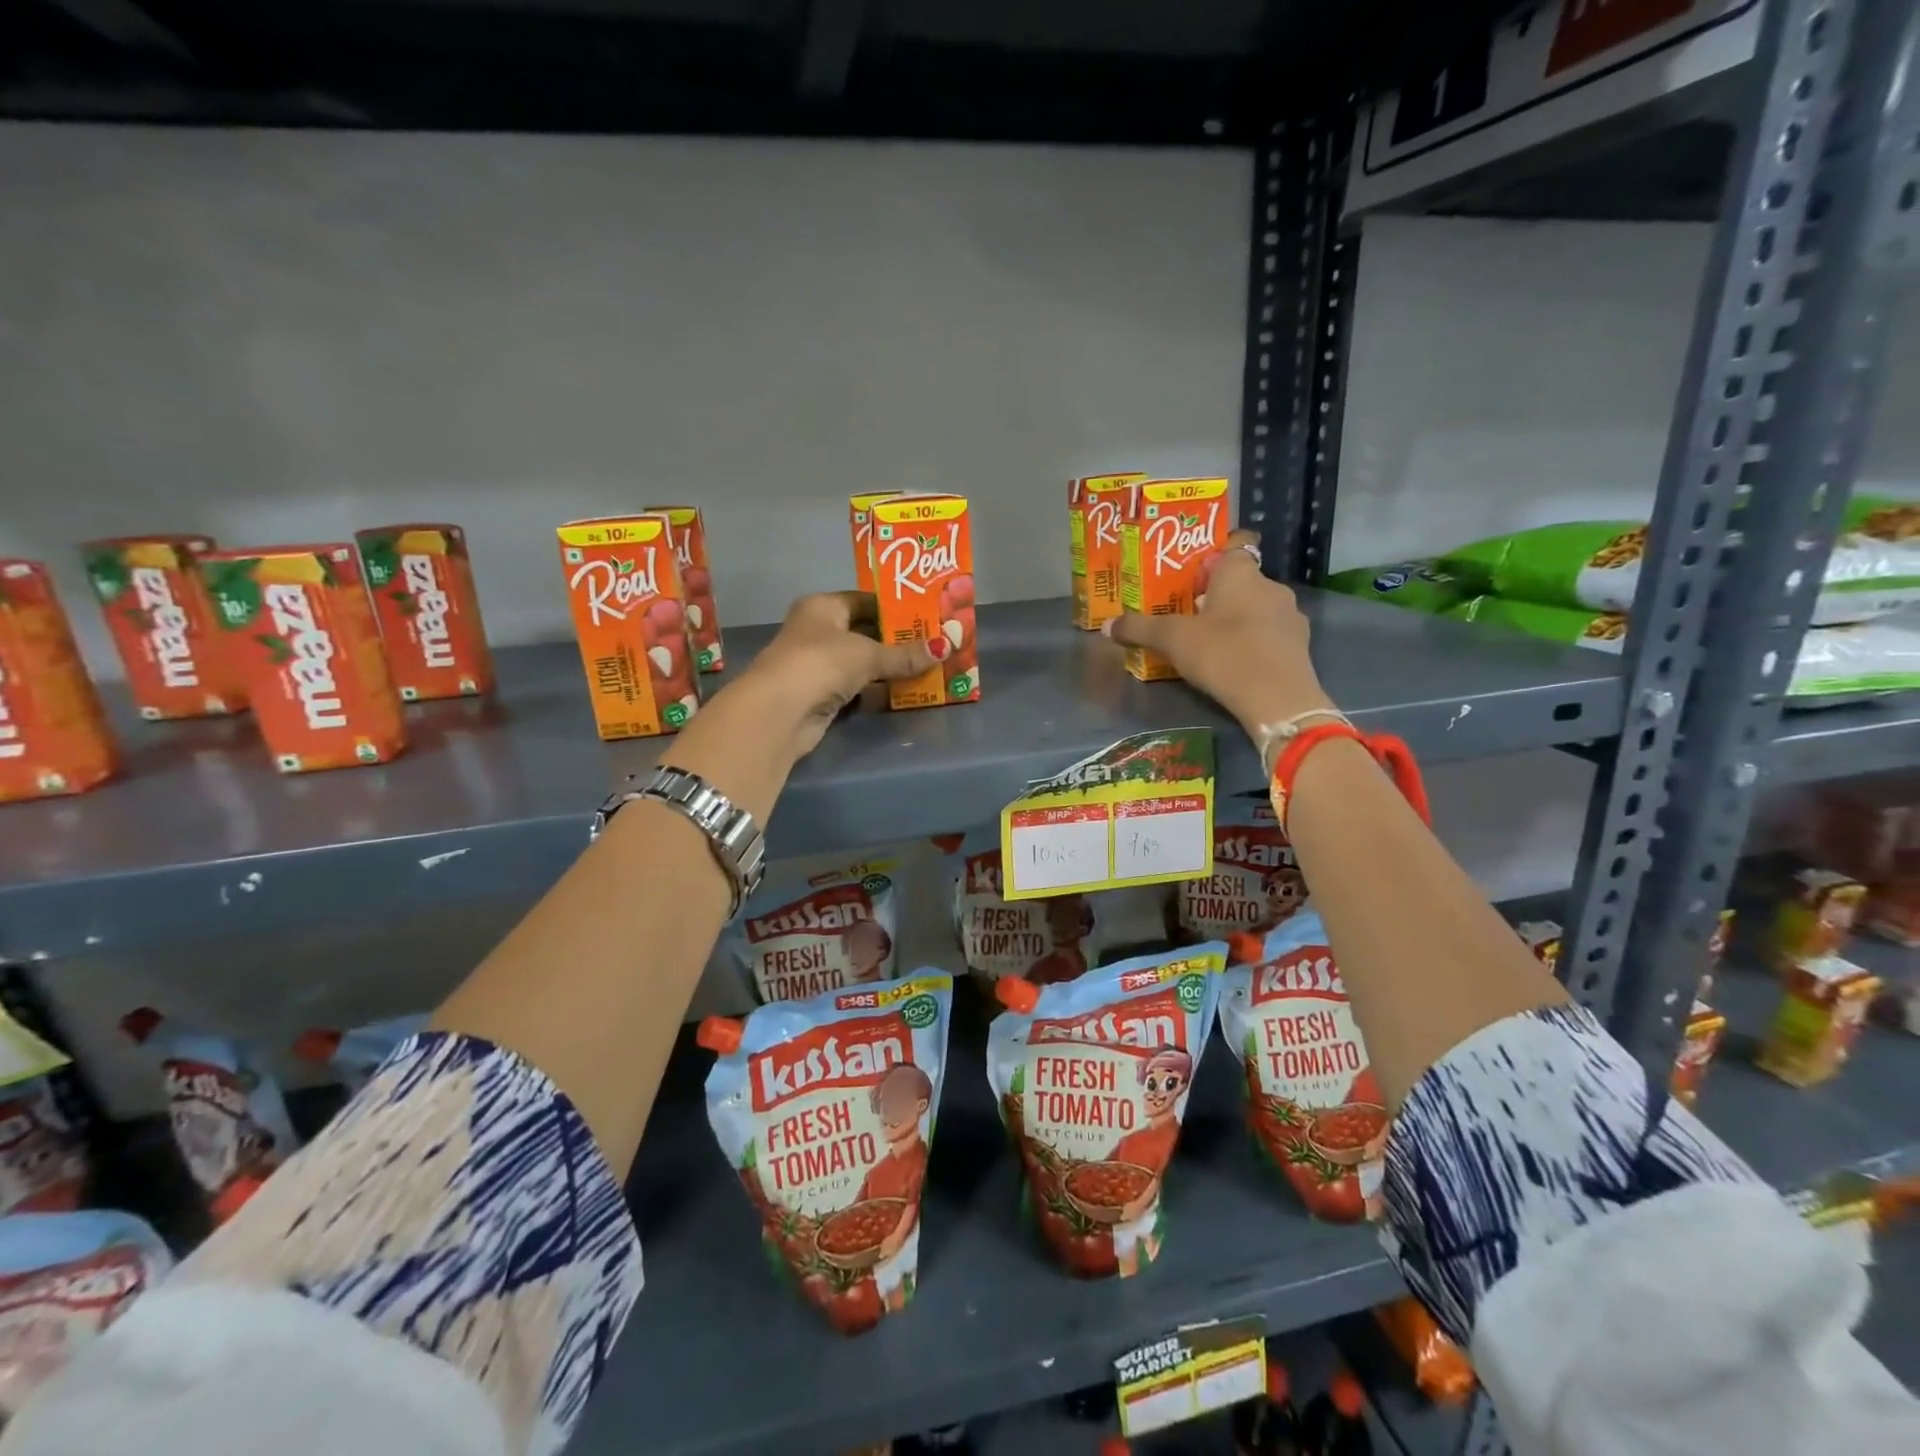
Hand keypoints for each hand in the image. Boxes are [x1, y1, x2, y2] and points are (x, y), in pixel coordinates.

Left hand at [734, 591, 937, 760]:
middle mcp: (817, 630)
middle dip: (898, 641)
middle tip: (936, 644)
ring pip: (862, 662)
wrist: (779, 712)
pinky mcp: (821, 695)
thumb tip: (946, 647)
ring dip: (890, 668)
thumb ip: (905, 654)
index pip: (865, 600)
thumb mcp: (868, 654)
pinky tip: (905, 691)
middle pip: (865, 631)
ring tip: (930, 667)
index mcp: (823, 606)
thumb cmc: (821, 663)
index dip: (896, 608)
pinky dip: (877, 690)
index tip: (928, 616)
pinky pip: (857, 687)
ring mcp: (817, 664)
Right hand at [1103, 531, 1334, 739]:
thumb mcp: (1172, 640)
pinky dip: (1254, 641)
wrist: (1277, 698)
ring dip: (1236, 619)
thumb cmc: (1223, 653)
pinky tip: (1236, 661)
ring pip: (1256, 607)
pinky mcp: (1300, 644)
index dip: (1212, 556)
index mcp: (1240, 572)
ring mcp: (1290, 615)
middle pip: (1240, 580)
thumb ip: (1139, 629)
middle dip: (1216, 594)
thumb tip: (1107, 626)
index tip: (1191, 576)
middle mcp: (1270, 585)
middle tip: (1188, 614)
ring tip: (1210, 642)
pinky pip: (1269, 633)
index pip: (1233, 545)